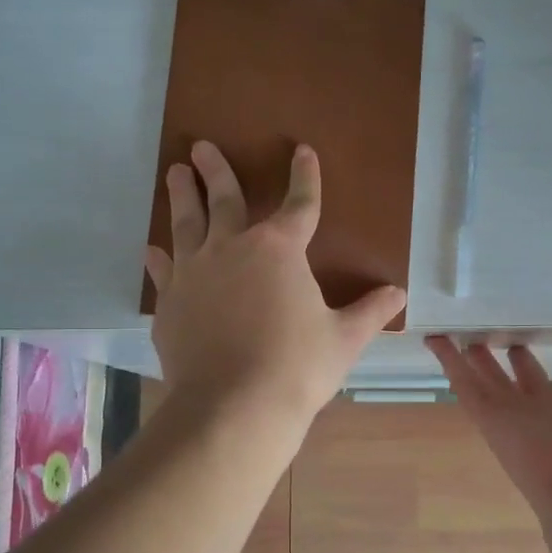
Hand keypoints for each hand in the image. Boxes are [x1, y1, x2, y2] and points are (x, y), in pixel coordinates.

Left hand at [147, 142, 406, 428]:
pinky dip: (159, 260)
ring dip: (182, 196)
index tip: (303, 151)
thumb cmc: (298, 367)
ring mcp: (195, 274)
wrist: (234, 407)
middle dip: (217, 170)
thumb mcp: (344, 339)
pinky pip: (164, 272)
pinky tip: (152, 251)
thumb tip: (399, 293)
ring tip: (175, 172)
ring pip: (186, 224)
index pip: (300, 203)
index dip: (305, 176)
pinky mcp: (171, 304)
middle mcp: (232, 249)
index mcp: (279, 250)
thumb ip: (369, 312)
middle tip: (202, 146)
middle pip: (225, 199)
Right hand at [428, 333, 551, 521]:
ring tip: (465, 332)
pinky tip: (436, 339)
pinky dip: (448, 362)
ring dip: (477, 356)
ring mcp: (518, 415)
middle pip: (529, 377)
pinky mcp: (491, 418)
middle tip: (508, 328)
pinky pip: (465, 386)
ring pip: (491, 379)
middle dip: (518, 354)